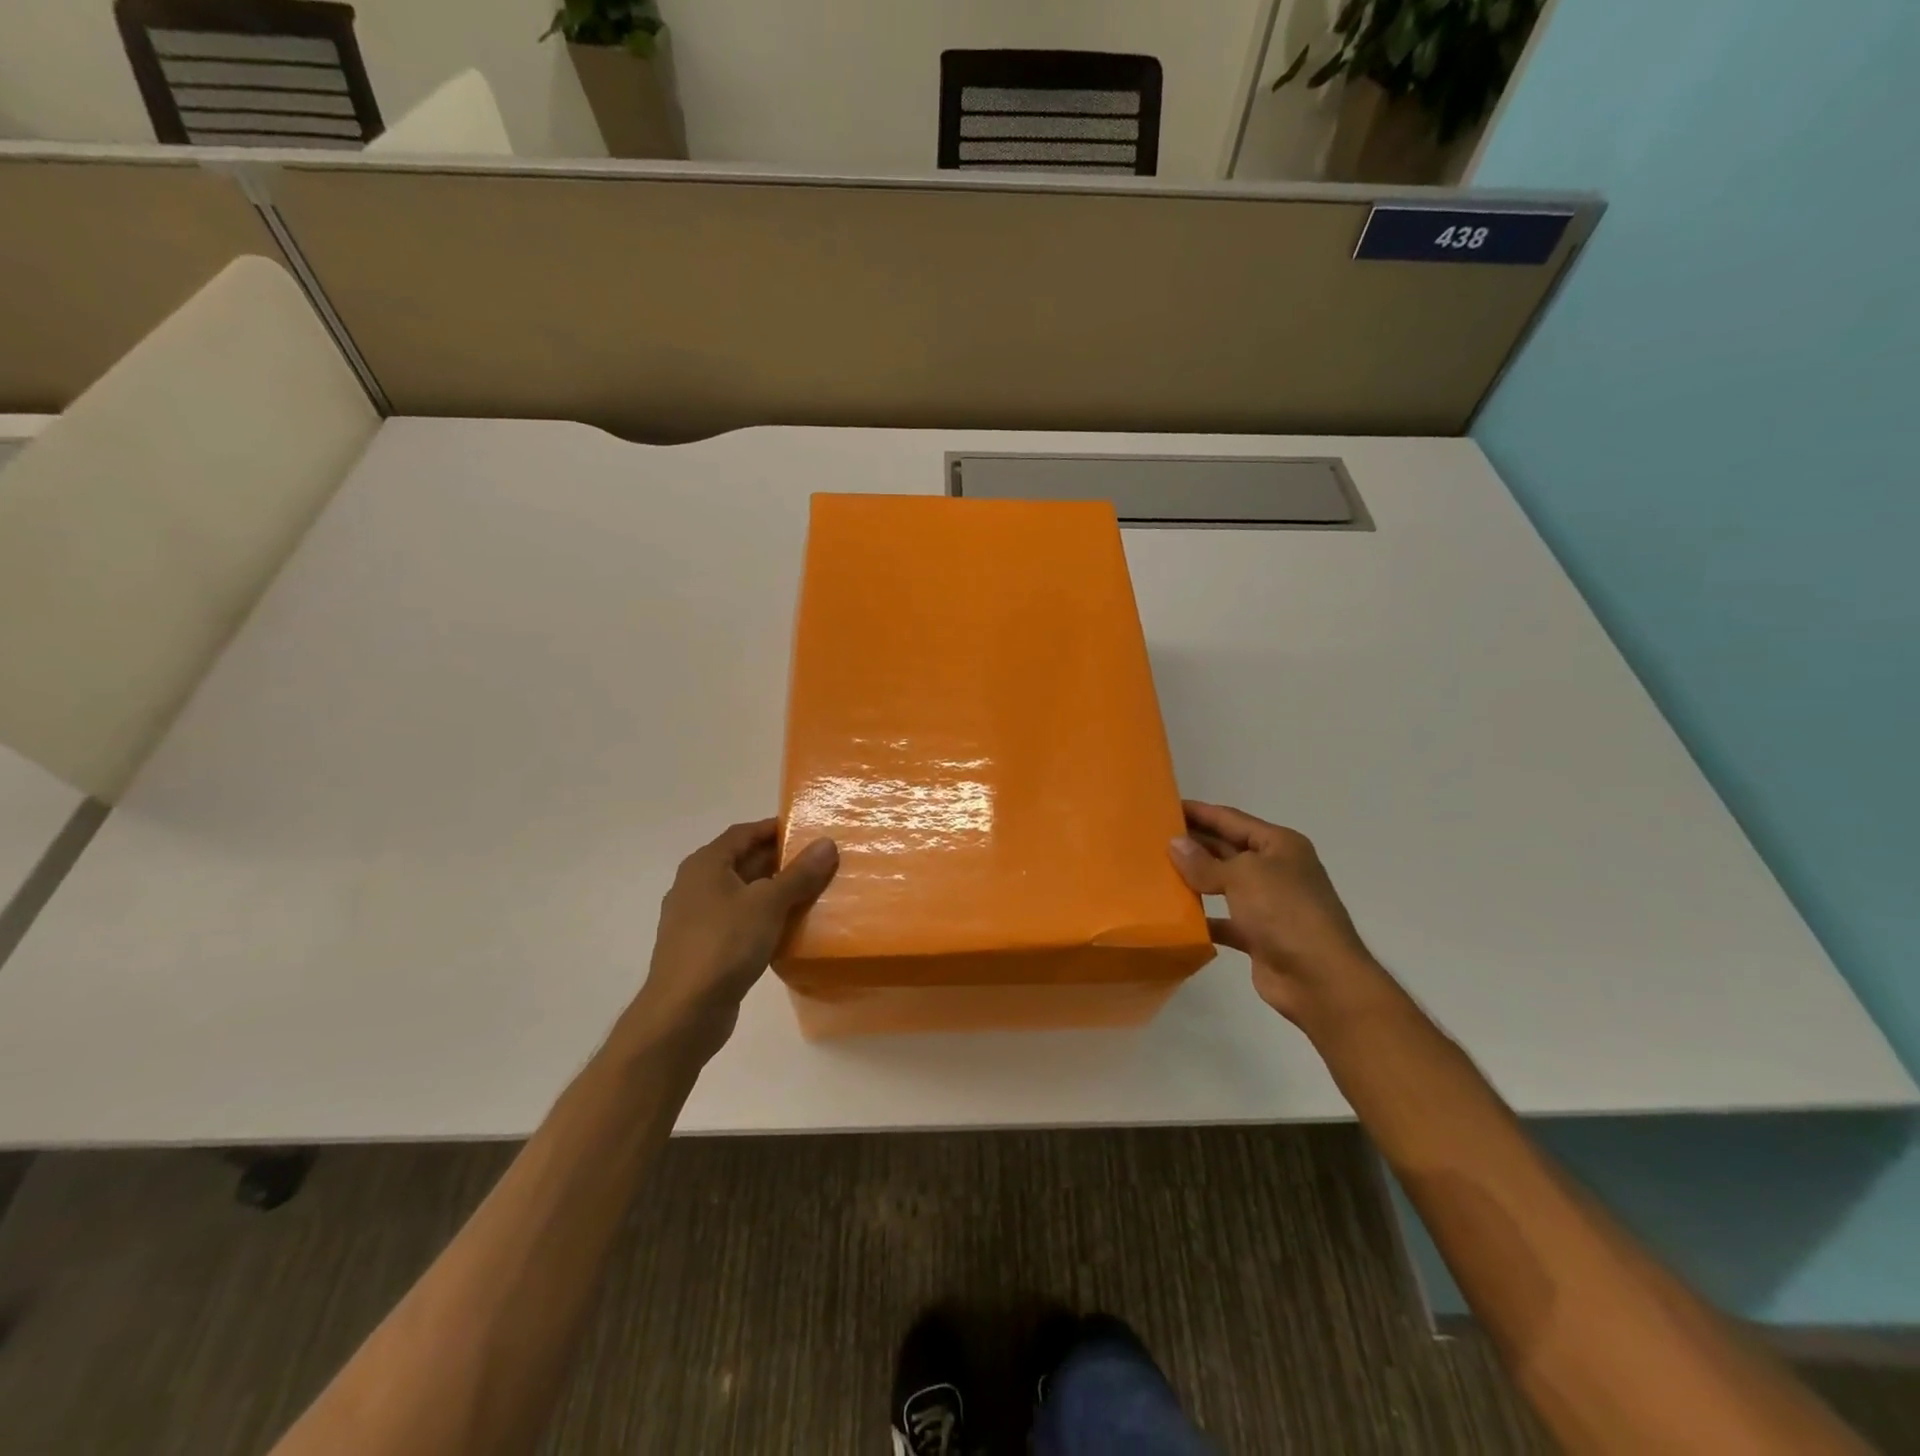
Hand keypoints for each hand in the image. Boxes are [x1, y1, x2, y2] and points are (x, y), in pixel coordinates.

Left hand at [630, 819, 837, 1055]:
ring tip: (815, 891)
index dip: (776, 828)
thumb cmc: (724, 945)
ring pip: (744, 893)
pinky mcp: (706, 947)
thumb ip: (799, 874)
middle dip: (781, 860)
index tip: (810, 831)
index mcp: (706, 865)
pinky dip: (765, 918)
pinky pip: (740, 921)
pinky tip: (791, 928)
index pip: (744, 832)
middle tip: (821, 861)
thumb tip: (827, 843)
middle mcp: (697, 885)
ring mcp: (698, 918)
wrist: (683, 1012)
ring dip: (776, 891)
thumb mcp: (768, 904)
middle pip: (744, 861)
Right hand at [1168, 801, 1389, 1028]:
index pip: (1231, 819)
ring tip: (1155, 871)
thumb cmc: (1285, 912)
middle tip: (1151, 838)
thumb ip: (1204, 862)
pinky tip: (1173, 915)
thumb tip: (1175, 844)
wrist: (1320, 979)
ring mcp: (1268, 904)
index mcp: (1279, 845)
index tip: (1164, 806)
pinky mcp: (1258, 936)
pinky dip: (1201, 918)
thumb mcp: (1243, 876)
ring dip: (1194, 879)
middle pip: (1226, 849)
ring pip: (1222, 884)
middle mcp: (1275, 870)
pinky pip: (1223, 920)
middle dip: (1193, 843)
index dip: (1199, 812)